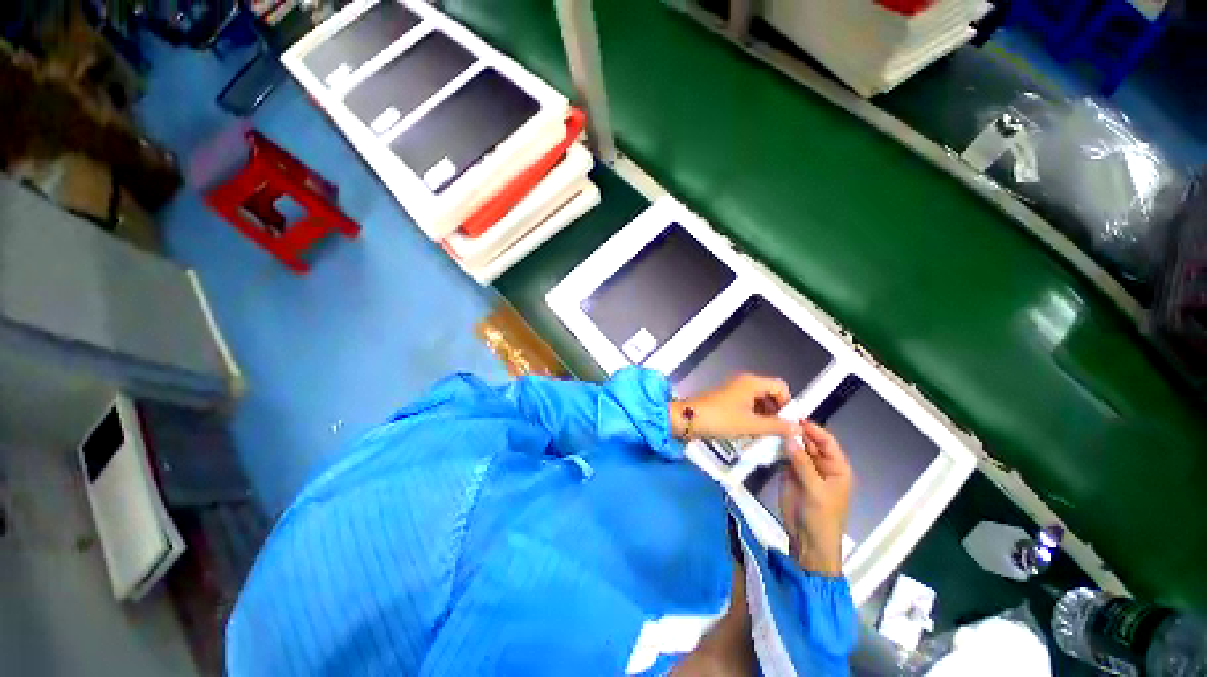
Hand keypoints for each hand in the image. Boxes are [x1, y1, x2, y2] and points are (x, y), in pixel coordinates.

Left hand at [670, 373, 799, 440]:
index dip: (788, 404)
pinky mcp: (727, 399)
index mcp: (752, 382)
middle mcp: (744, 382)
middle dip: (777, 412)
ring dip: (766, 416)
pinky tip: (753, 431)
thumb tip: (797, 427)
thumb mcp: (751, 425)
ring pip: (759, 401)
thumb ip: (776, 426)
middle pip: (770, 393)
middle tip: (779, 431)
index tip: (788, 423)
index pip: (780, 386)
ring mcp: (734, 390)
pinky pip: (747, 405)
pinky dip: (754, 416)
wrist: (688, 419)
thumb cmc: (721, 419)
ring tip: (767, 434)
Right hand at [780, 421, 853, 575]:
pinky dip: (777, 448)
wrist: (809, 541)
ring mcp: (804, 469)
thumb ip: (802, 464)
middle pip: (809, 442)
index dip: (814, 429)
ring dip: (785, 438)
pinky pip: (784, 456)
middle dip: (796, 431)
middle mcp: (821, 464)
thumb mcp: (815, 491)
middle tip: (778, 418)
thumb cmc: (822, 518)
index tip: (796, 418)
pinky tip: (767, 439)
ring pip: (795, 447)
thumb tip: (789, 439)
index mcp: (837, 468)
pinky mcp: (789, 474)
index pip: (827, 442)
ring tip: (770, 426)